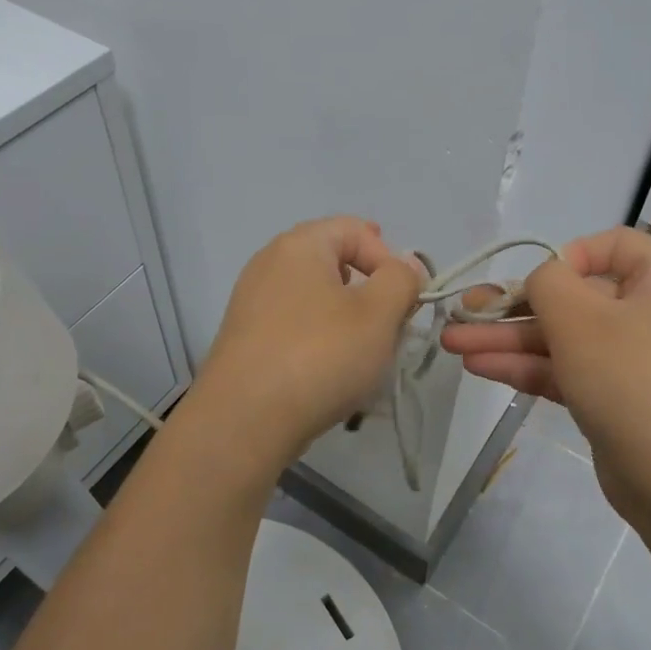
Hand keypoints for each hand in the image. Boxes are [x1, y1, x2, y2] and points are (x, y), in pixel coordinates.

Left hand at [194, 217, 422, 461]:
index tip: (405, 301)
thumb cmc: (320, 355)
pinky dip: (320, 342)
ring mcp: (252, 302)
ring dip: (348, 321)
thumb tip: (404, 266)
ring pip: (316, 299)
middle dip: (370, 292)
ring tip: (364, 356)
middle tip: (389, 327)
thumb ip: (401, 280)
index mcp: (299, 245)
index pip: (356, 229)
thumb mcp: (378, 313)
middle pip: (334, 263)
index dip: (390, 259)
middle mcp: (269, 264)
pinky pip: (295, 327)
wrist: (245, 420)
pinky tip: (331, 374)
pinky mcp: (247, 339)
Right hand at [441, 228, 650, 542]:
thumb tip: (540, 283)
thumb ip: (547, 283)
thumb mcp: (580, 318)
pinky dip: (527, 367)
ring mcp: (632, 362)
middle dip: (513, 307)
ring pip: (563, 339)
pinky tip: (478, 367)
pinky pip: (567, 370)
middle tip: (462, 312)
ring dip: (508, 339)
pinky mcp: (614, 400)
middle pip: (574, 298)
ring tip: (452, 344)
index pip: (615, 245)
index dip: (569, 254)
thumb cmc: (632, 381)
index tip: (538, 280)